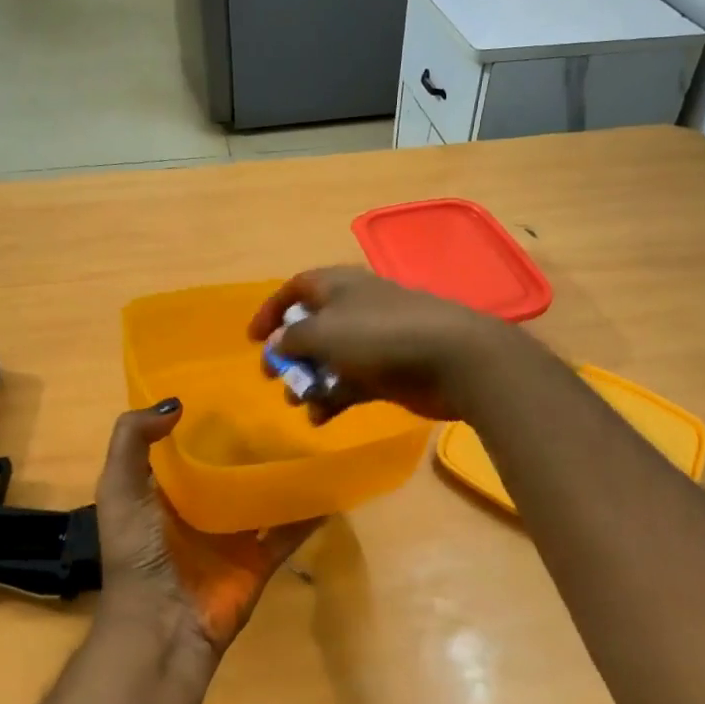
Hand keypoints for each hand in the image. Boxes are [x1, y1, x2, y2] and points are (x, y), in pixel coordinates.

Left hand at [92, 400, 318, 657]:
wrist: (161, 626)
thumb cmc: (138, 553)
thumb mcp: (119, 489)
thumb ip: (131, 441)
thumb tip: (176, 404)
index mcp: (168, 490)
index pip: (191, 445)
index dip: (208, 418)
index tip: (237, 383)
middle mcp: (204, 507)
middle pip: (234, 467)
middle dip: (255, 441)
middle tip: (289, 403)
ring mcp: (235, 534)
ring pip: (266, 495)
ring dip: (287, 473)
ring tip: (316, 435)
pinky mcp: (261, 558)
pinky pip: (291, 530)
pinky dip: (311, 512)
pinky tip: (333, 485)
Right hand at [247, 268, 511, 424]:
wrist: (452, 358)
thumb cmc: (380, 336)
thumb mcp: (324, 332)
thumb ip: (293, 338)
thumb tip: (276, 344)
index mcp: (339, 286)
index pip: (297, 288)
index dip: (271, 310)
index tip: (252, 340)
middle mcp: (355, 308)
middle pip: (312, 327)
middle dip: (290, 353)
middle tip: (275, 377)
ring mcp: (375, 341)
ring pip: (330, 359)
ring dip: (310, 381)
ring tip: (299, 403)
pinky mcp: (389, 371)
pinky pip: (351, 383)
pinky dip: (334, 398)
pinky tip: (322, 418)